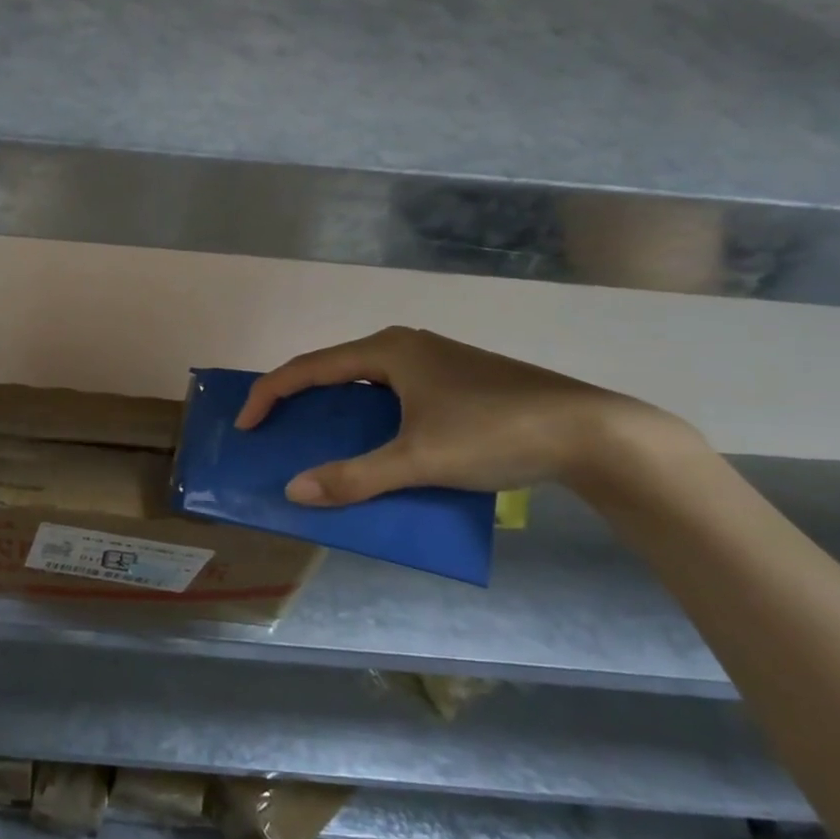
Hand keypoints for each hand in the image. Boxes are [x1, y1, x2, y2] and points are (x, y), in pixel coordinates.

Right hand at [235, 326, 684, 504]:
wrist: (592, 432)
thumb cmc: (495, 432)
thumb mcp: (419, 460)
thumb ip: (354, 477)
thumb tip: (294, 492)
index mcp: (388, 350)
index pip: (309, 367)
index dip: (270, 394)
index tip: (247, 426)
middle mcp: (406, 346)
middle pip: (335, 370)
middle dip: (301, 401)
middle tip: (279, 433)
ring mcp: (435, 362)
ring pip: (367, 384)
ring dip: (339, 412)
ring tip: (322, 443)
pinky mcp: (458, 382)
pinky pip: (395, 395)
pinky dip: (373, 418)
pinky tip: (381, 446)